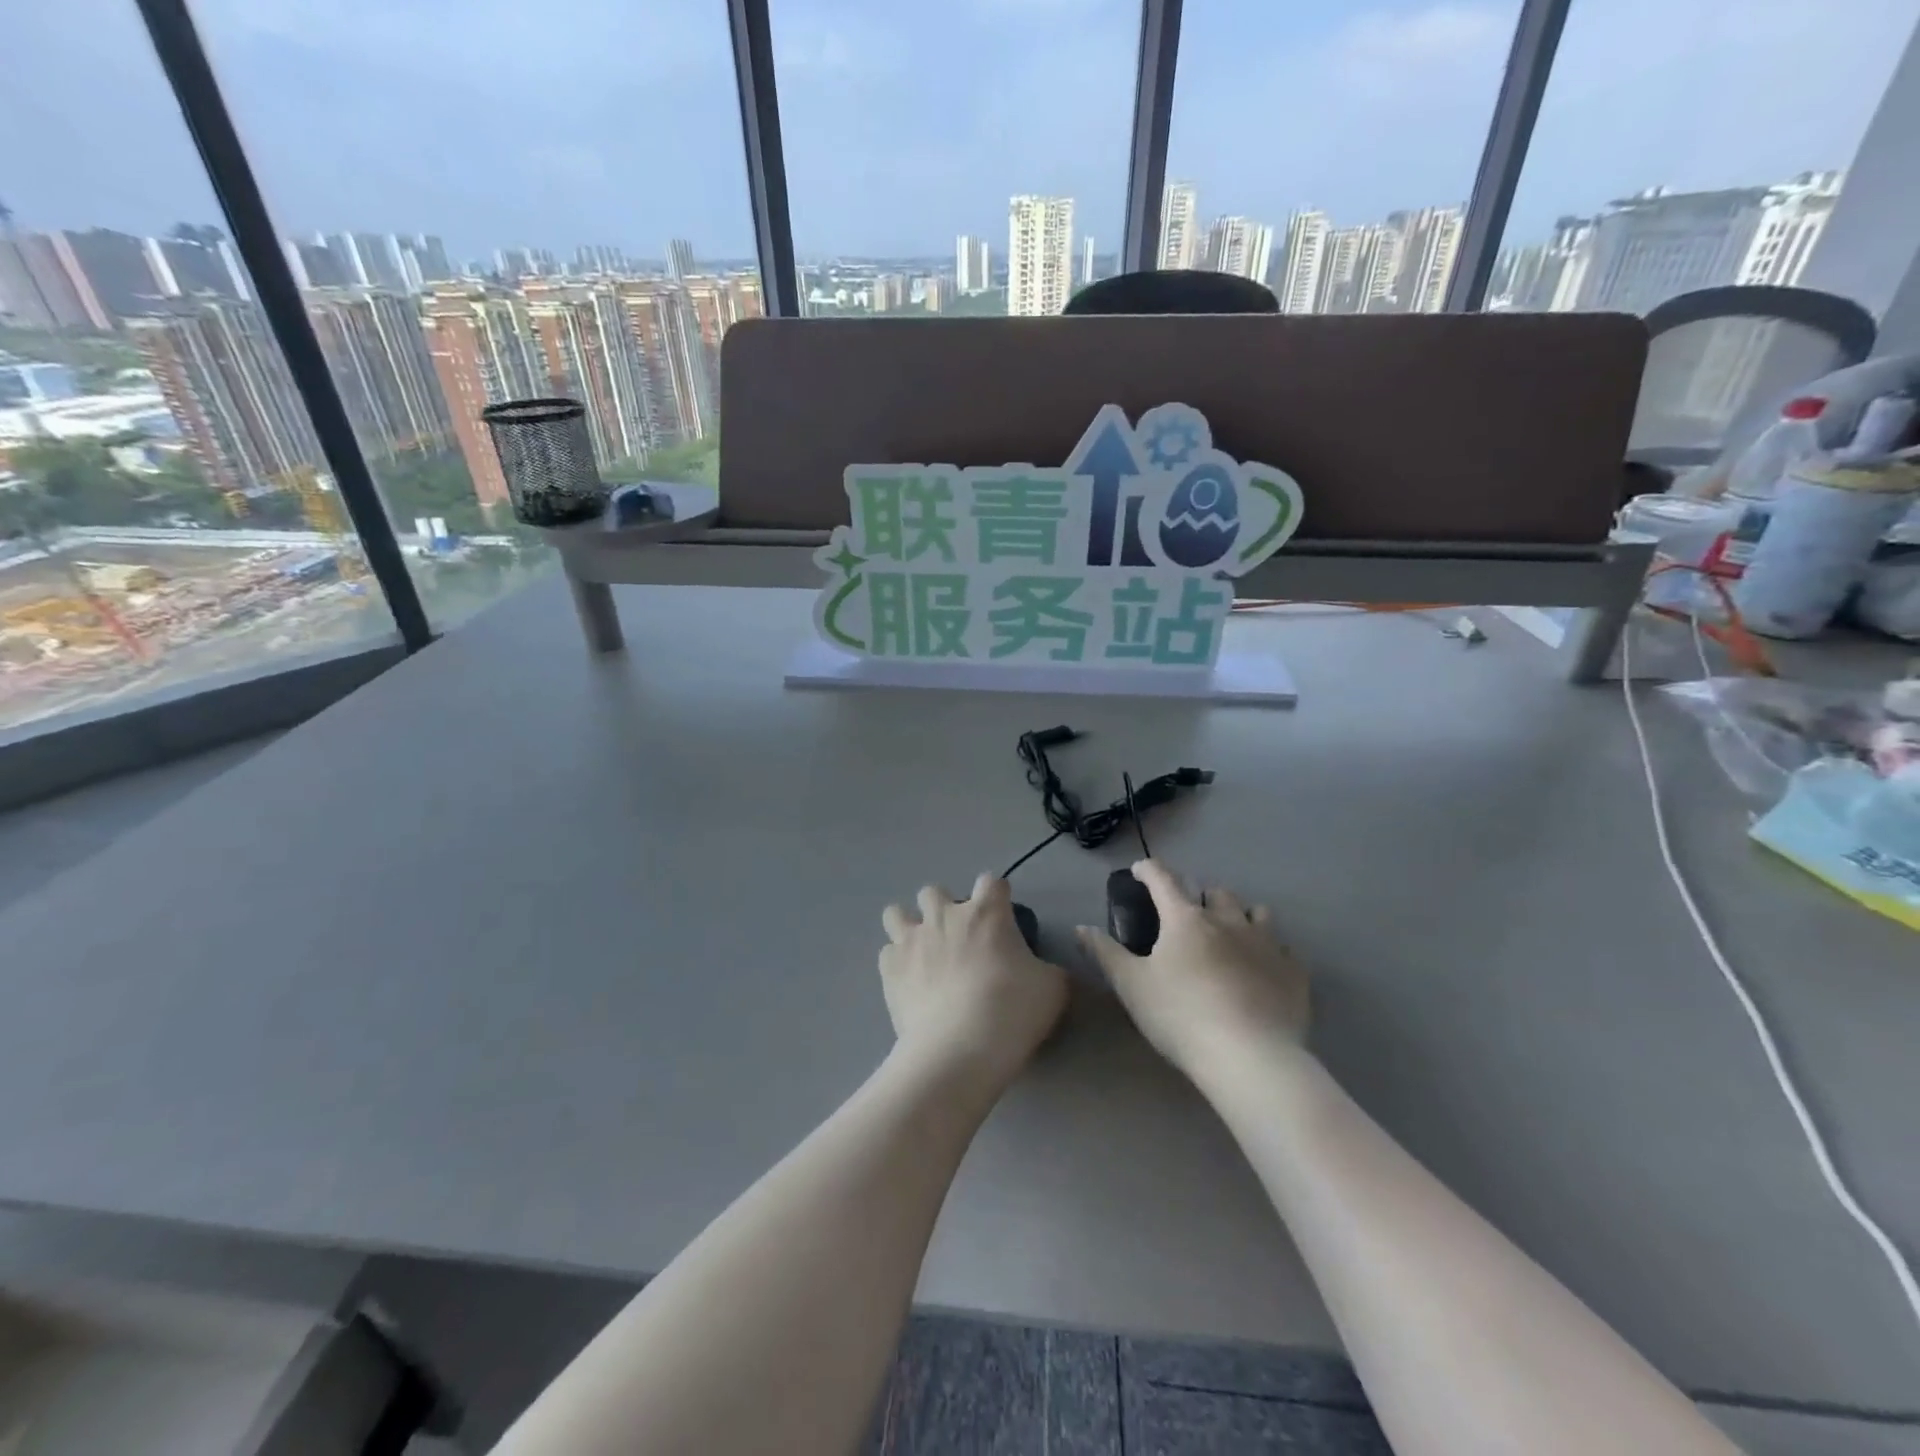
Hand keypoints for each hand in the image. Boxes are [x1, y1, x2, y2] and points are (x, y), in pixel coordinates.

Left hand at [880, 875, 1067, 1093]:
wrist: (959, 1048)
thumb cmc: (1012, 1011)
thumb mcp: (1053, 990)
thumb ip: (1050, 971)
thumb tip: (1047, 971)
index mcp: (986, 913)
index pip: (991, 882)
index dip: (997, 896)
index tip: (1001, 918)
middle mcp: (944, 915)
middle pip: (934, 891)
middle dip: (943, 908)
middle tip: (957, 938)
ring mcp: (911, 939)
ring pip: (897, 913)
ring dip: (908, 925)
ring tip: (921, 951)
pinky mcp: (889, 968)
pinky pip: (887, 952)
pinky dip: (897, 962)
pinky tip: (909, 981)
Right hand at [1078, 859, 1308, 1080]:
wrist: (1250, 1057)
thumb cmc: (1180, 1016)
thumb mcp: (1131, 985)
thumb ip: (1105, 953)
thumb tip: (1082, 927)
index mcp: (1185, 919)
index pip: (1163, 878)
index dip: (1148, 870)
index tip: (1139, 871)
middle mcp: (1228, 920)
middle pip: (1214, 892)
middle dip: (1199, 895)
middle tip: (1187, 916)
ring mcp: (1266, 943)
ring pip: (1256, 911)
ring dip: (1240, 915)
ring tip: (1231, 933)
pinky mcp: (1294, 971)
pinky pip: (1284, 948)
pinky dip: (1270, 949)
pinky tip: (1263, 967)